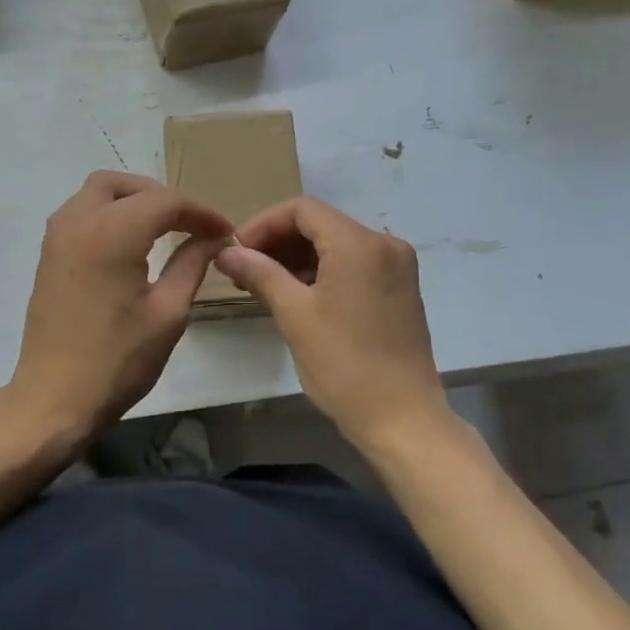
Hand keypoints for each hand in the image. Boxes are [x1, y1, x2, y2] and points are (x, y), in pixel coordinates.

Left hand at [7, 171, 232, 440]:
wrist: (54, 399)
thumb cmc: (117, 361)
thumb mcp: (168, 312)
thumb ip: (192, 263)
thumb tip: (213, 237)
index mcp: (111, 233)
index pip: (165, 201)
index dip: (200, 212)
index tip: (225, 232)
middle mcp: (78, 221)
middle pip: (125, 185)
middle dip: (162, 196)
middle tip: (190, 224)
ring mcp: (57, 236)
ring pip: (98, 192)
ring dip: (133, 200)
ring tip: (164, 229)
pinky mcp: (49, 253)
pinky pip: (82, 212)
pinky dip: (110, 213)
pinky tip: (131, 243)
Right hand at [216, 197, 449, 448]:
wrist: (403, 420)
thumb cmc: (344, 365)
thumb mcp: (294, 315)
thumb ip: (260, 273)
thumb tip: (226, 253)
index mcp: (360, 244)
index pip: (303, 210)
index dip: (263, 224)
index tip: (236, 251)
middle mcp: (385, 244)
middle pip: (321, 223)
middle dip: (278, 241)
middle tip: (244, 270)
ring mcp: (397, 266)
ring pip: (337, 243)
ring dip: (298, 256)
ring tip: (263, 284)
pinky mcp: (400, 288)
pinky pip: (354, 263)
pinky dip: (323, 270)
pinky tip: (296, 293)